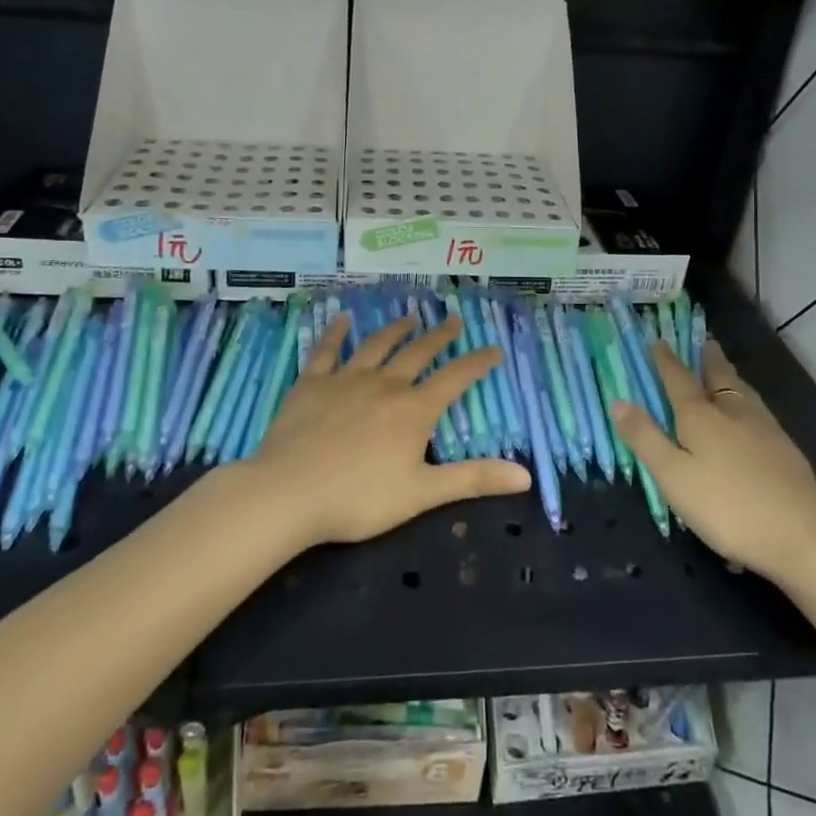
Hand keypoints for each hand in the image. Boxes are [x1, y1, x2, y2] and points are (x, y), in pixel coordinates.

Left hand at [243, 312, 530, 546]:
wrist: (289, 493)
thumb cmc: (359, 498)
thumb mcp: (423, 494)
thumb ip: (473, 480)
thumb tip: (525, 476)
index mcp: (414, 410)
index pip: (455, 379)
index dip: (477, 362)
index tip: (494, 348)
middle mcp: (385, 384)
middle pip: (418, 353)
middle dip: (439, 336)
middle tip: (453, 320)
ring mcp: (346, 379)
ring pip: (377, 345)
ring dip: (396, 329)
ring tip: (409, 316)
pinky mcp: (312, 382)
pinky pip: (327, 350)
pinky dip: (336, 333)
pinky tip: (342, 319)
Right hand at [611, 338, 815, 581]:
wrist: (800, 537)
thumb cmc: (726, 506)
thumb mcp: (673, 476)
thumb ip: (645, 438)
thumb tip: (618, 401)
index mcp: (701, 417)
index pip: (678, 379)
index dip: (666, 360)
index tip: (658, 340)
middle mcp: (733, 413)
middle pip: (718, 378)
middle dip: (708, 359)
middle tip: (704, 342)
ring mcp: (765, 429)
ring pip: (743, 392)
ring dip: (730, 376)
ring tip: (725, 370)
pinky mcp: (786, 450)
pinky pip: (759, 410)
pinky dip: (747, 401)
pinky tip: (751, 415)